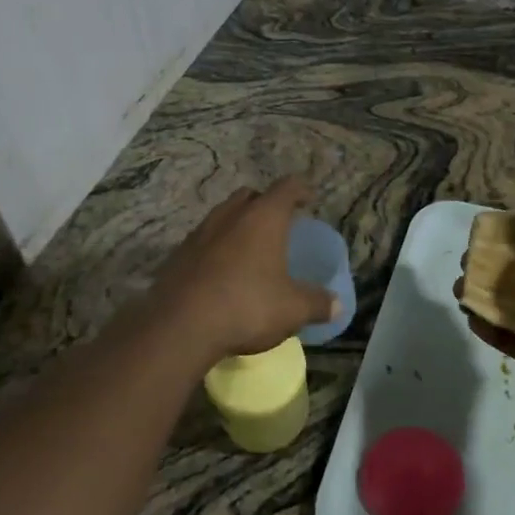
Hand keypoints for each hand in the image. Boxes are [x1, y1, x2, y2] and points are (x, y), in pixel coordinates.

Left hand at [145, 178, 340, 364]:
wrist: (180, 326)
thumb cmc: (247, 306)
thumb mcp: (292, 309)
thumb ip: (317, 303)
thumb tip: (337, 305)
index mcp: (263, 217)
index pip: (286, 188)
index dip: (300, 190)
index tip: (308, 200)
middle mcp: (230, 215)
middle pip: (250, 196)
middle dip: (265, 204)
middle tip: (278, 223)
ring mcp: (200, 232)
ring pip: (223, 215)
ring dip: (237, 224)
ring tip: (249, 248)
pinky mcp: (178, 254)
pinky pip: (204, 240)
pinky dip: (217, 247)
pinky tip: (222, 271)